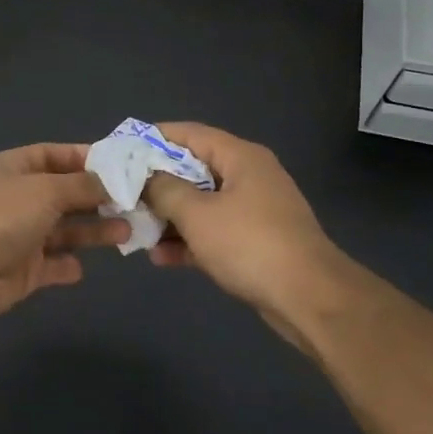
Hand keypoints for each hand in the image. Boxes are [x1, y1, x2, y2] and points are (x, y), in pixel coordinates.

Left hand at [0, 144, 128, 322]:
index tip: (120, 165)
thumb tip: (109, 181)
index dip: (84, 158)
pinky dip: (67, 265)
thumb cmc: (2, 215)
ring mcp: (19, 235)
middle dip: (97, 198)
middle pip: (63, 194)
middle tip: (135, 202)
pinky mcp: (23, 270)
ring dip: (93, 231)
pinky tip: (84, 266)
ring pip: (63, 230)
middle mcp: (17, 198)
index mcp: (14, 168)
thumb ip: (81, 185)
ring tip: (127, 232)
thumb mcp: (46, 189)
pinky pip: (52, 264)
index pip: (53, 155)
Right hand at [140, 123, 346, 342]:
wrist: (310, 300)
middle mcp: (248, 177)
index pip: (189, 134)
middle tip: (122, 192)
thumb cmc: (250, 244)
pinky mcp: (255, 242)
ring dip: (169, 216)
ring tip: (135, 228)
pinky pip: (213, 231)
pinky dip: (189, 239)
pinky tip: (160, 257)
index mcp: (240, 157)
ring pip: (201, 203)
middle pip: (192, 169)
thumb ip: (164, 189)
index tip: (122, 149)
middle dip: (156, 183)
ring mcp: (254, 210)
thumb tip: (145, 177)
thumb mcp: (197, 214)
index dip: (153, 138)